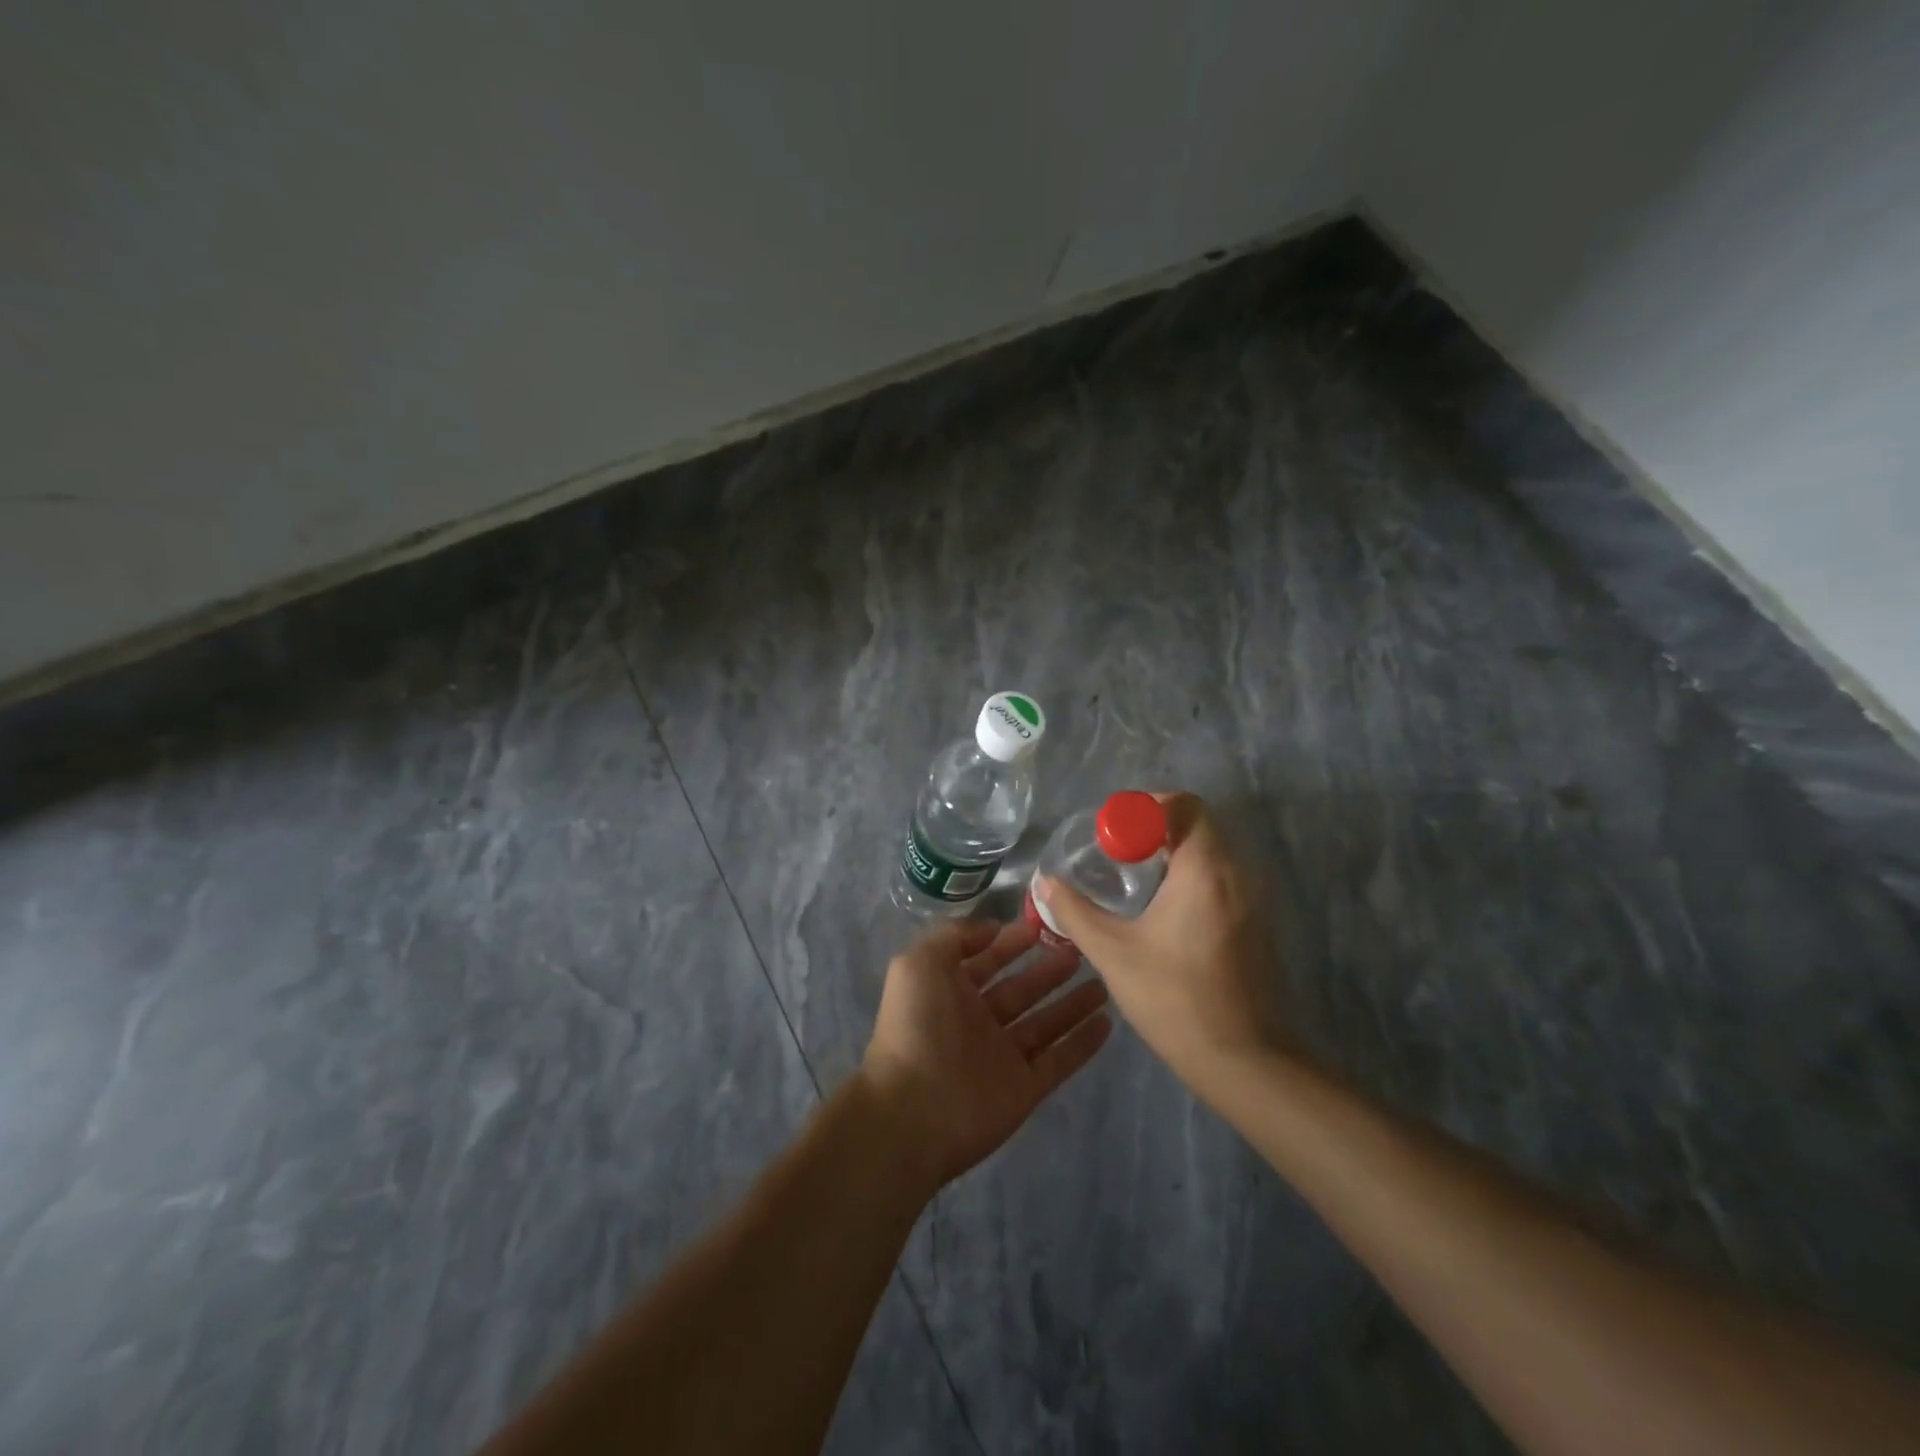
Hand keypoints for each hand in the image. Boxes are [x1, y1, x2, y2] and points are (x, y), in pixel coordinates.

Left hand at [857, 918, 1112, 1191]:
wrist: (913, 1112)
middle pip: (1022, 989)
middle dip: (1048, 970)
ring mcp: (1003, 1056)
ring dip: (1072, 1003)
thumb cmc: (916, 1027)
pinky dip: (1082, 1043)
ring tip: (1103, 982)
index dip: (1012, 942)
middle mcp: (978, 1021)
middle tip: (1082, 949)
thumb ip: (954, 937)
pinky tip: (1107, 1022)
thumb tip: (992, 929)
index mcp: (950, 991)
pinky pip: (1059, 1060)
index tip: (1043, 924)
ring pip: (1045, 1023)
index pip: (987, 960)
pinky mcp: (1024, 1088)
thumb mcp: (919, 963)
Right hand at [1034, 792, 1278, 1095]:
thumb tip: (1045, 882)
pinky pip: (1221, 877)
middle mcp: (1237, 873)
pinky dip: (1190, 875)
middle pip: (1198, 824)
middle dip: (1155, 828)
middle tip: (1116, 851)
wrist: (1241, 1060)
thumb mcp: (1112, 952)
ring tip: (1133, 877)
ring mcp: (1253, 899)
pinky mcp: (1255, 922)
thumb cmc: (1173, 998)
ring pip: (1210, 851)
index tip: (1115, 831)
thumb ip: (1074, 911)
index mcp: (1205, 870)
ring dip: (1172, 852)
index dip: (1147, 806)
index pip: (1186, 805)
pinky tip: (1161, 908)